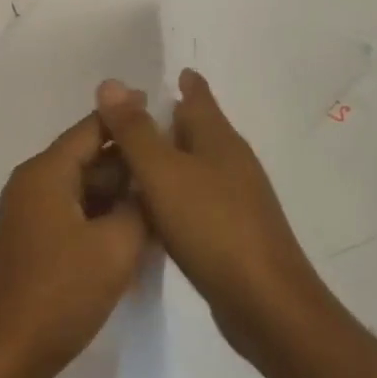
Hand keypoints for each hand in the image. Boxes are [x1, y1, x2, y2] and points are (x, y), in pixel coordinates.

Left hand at [0, 112, 149, 377]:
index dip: (126, 117)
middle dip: (129, 162)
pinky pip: (73, 214)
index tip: (162, 108)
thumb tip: (149, 186)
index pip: (91, 129)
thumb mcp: (115, 248)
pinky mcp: (32, 242)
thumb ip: (139, 208)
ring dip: (119, 193)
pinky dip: (102, 217)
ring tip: (164, 196)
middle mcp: (33, 184)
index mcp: (46, 173)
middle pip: (87, 158)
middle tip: (175, 162)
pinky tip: (136, 231)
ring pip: (82, 190)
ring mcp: (29, 215)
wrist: (4, 353)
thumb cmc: (60, 294)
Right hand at [96, 70, 330, 371]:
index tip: (165, 75)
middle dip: (171, 120)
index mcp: (219, 140)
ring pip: (198, 165)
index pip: (199, 98)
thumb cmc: (212, 227)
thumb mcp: (162, 173)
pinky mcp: (233, 232)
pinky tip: (155, 208)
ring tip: (133, 161)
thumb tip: (111, 82)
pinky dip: (176, 192)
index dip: (184, 84)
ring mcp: (237, 199)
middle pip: (199, 130)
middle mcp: (232, 162)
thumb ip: (134, 131)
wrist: (264, 302)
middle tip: (128, 121)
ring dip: (171, 159)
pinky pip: (198, 198)